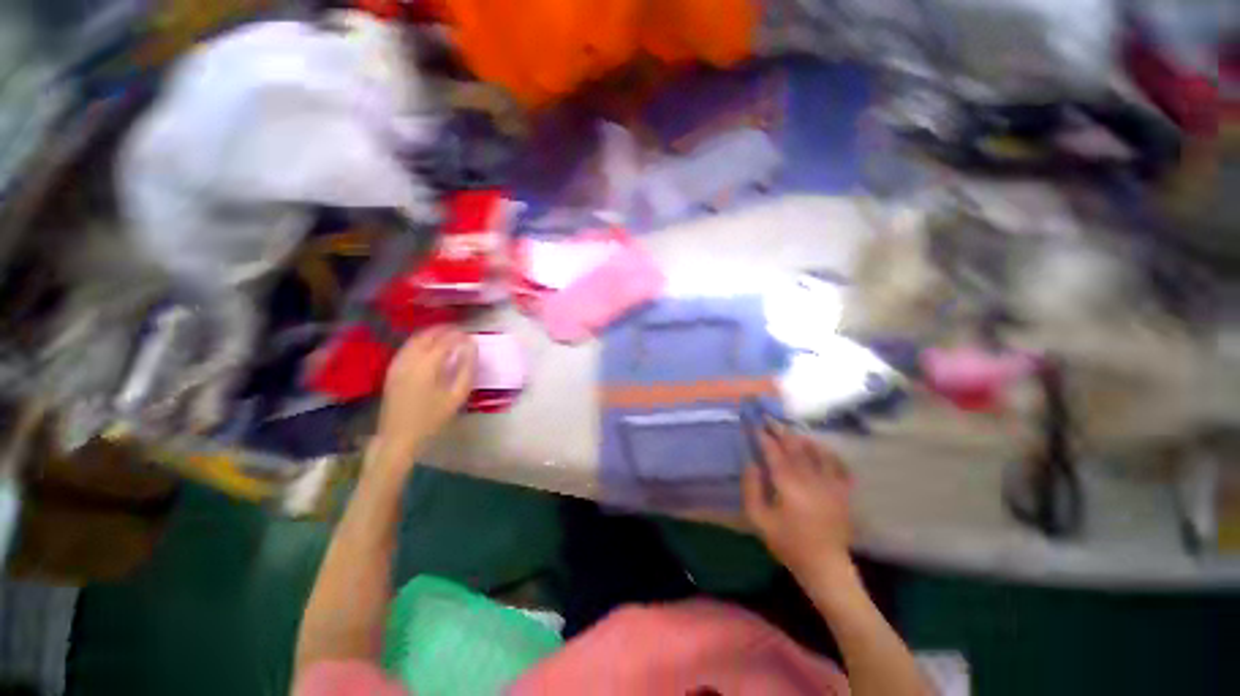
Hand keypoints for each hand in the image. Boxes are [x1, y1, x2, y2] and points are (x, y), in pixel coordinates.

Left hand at [372, 327, 475, 474]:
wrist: (399, 437)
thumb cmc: (432, 419)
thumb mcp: (457, 396)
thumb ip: (467, 369)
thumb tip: (472, 347)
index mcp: (427, 365)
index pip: (445, 340)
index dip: (459, 335)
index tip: (471, 335)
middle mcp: (409, 360)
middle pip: (427, 335)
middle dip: (444, 330)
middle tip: (460, 331)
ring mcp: (397, 364)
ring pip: (415, 339)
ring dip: (431, 334)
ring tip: (447, 335)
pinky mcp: (391, 370)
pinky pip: (407, 348)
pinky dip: (420, 341)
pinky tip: (429, 347)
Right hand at [743, 423, 854, 578]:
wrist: (825, 567)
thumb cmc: (788, 543)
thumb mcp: (759, 519)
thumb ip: (751, 489)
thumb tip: (751, 463)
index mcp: (788, 484)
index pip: (774, 452)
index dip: (764, 437)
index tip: (755, 425)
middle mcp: (810, 478)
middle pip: (795, 447)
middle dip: (781, 431)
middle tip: (770, 420)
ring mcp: (830, 484)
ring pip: (818, 452)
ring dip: (804, 438)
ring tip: (793, 432)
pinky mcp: (843, 492)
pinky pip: (840, 465)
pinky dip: (830, 454)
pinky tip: (823, 450)